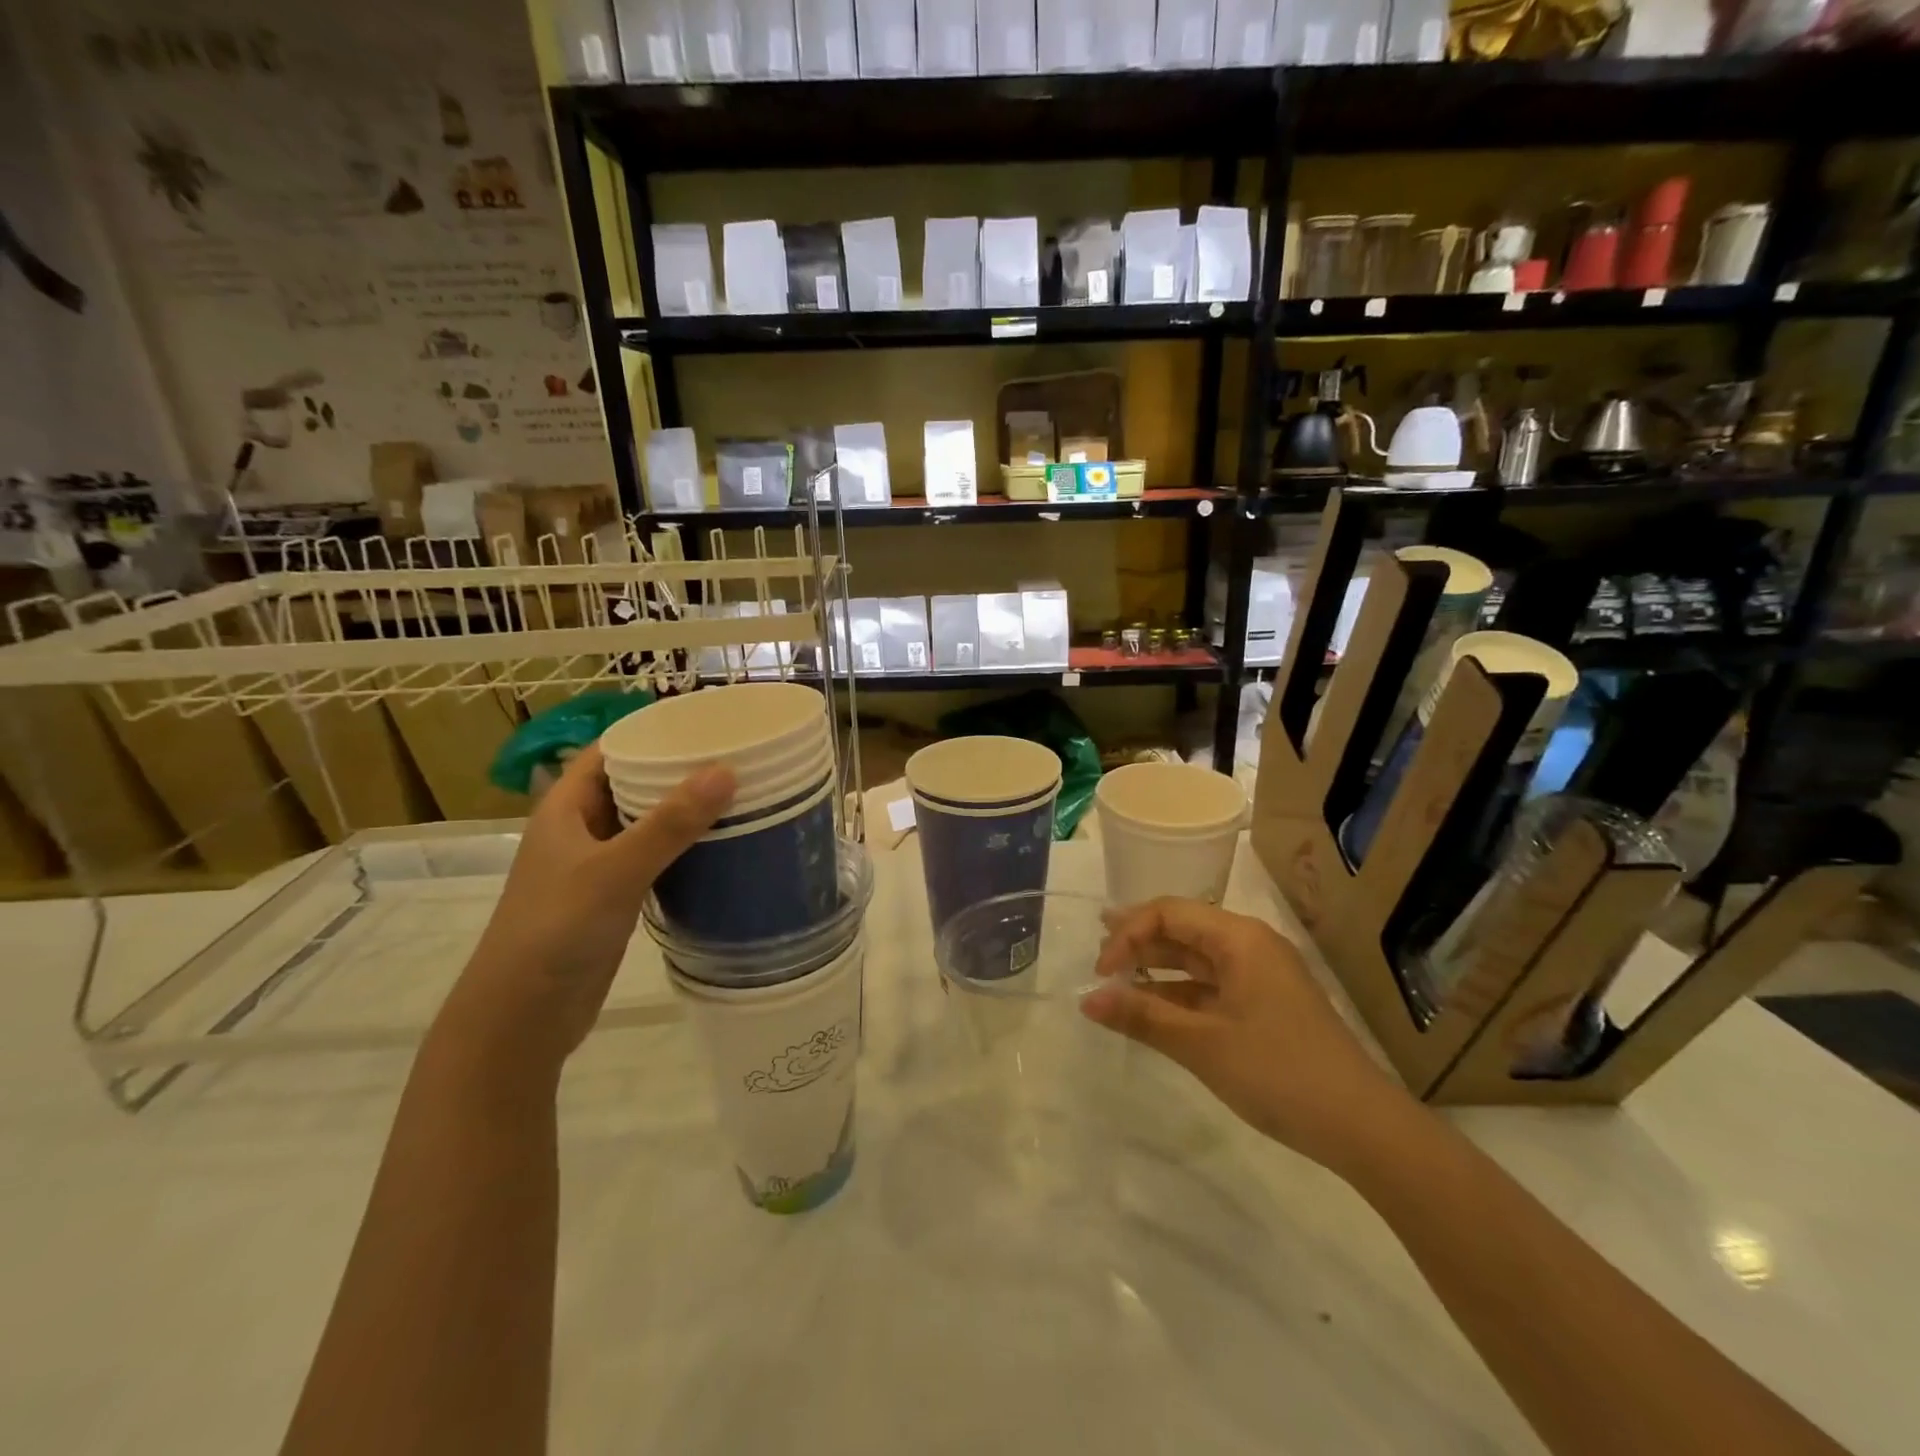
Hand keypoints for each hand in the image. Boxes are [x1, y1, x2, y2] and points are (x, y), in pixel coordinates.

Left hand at [442, 744, 734, 1072]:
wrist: (521, 1018)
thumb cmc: (555, 931)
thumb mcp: (614, 871)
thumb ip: (669, 824)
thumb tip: (726, 771)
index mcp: (565, 808)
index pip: (610, 750)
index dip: (651, 731)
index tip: (705, 722)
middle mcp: (579, 829)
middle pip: (631, 783)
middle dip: (677, 769)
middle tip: (735, 756)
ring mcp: (595, 866)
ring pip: (645, 823)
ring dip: (683, 810)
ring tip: (739, 793)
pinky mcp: (612, 898)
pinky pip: (652, 858)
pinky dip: (682, 847)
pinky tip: (720, 846)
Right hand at [1081, 898, 1414, 1174]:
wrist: (1361, 1126)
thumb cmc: (1277, 1072)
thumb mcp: (1201, 1044)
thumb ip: (1141, 1016)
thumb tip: (1087, 999)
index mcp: (1239, 938)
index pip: (1169, 912)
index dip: (1128, 934)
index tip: (1101, 972)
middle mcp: (1250, 944)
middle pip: (1183, 928)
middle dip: (1138, 942)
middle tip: (1098, 959)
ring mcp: (1261, 975)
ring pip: (1196, 958)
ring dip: (1156, 968)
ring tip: (1116, 981)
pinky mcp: (1266, 1004)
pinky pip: (1212, 985)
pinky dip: (1180, 993)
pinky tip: (1154, 1007)